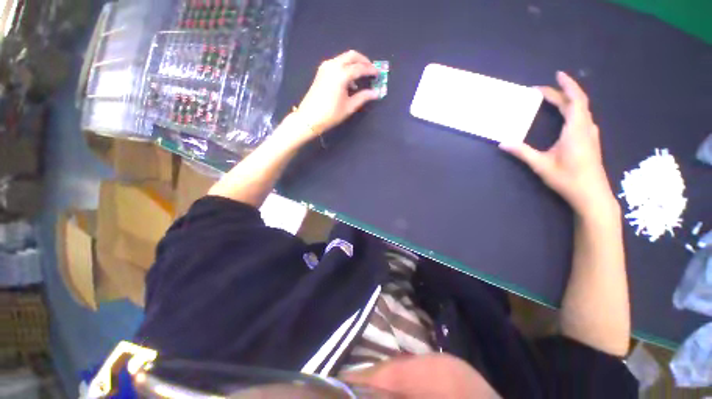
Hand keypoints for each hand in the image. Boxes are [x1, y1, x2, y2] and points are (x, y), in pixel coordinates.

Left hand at [293, 50, 379, 140]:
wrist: (309, 117)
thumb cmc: (330, 114)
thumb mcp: (349, 107)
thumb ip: (363, 97)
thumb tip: (376, 93)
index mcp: (341, 74)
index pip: (360, 68)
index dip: (370, 70)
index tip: (378, 74)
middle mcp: (333, 65)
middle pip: (352, 56)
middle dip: (363, 61)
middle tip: (371, 70)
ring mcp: (326, 67)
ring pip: (344, 58)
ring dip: (354, 63)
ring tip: (362, 76)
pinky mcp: (321, 71)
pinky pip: (337, 63)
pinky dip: (346, 67)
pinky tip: (349, 81)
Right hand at [500, 71, 616, 215]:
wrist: (592, 194)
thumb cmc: (567, 178)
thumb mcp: (541, 165)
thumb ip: (522, 152)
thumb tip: (503, 143)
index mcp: (576, 129)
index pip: (574, 100)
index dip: (566, 86)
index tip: (555, 76)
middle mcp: (586, 127)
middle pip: (578, 102)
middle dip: (563, 92)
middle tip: (544, 89)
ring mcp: (590, 134)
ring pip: (582, 110)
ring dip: (569, 100)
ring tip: (554, 98)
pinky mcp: (590, 140)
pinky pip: (583, 118)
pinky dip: (574, 110)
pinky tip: (566, 115)